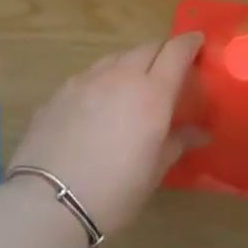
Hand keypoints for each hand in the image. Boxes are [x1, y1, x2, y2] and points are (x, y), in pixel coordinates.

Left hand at [10, 34, 205, 236]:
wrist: (48, 204)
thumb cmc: (114, 191)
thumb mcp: (154, 171)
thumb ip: (177, 142)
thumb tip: (199, 133)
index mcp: (152, 92)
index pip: (176, 51)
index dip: (189, 43)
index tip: (197, 43)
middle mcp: (121, 76)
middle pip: (147, 48)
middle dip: (162, 52)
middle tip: (168, 70)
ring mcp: (86, 80)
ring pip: (116, 58)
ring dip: (131, 64)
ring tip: (132, 85)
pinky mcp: (59, 92)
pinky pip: (89, 75)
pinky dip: (103, 80)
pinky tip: (98, 103)